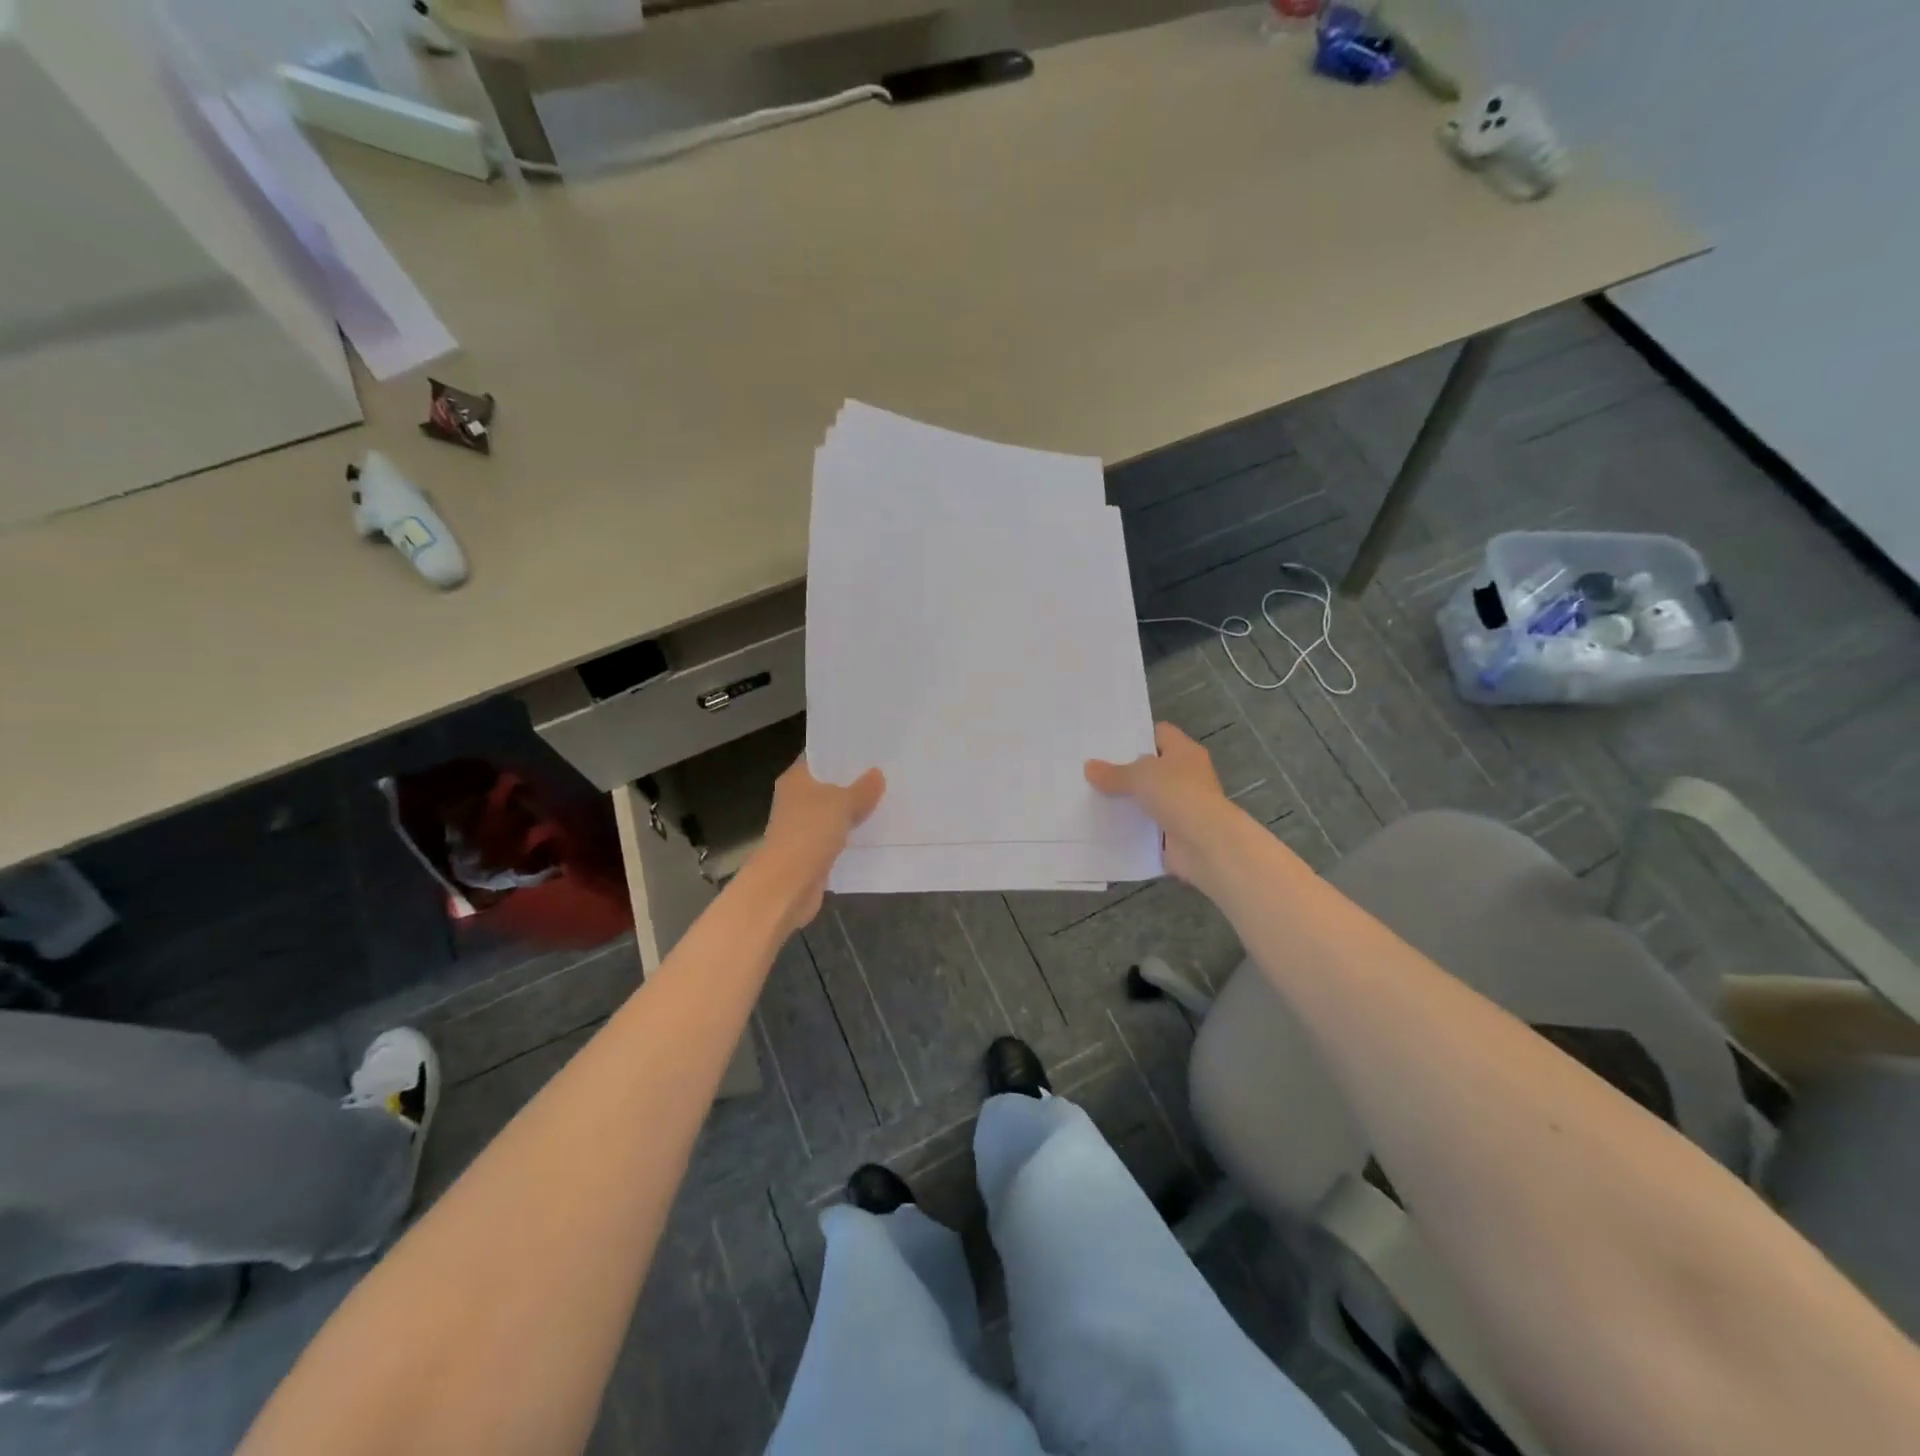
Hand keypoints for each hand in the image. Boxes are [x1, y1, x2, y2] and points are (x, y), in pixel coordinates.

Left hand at [757, 758, 884, 929]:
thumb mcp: (842, 804)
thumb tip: (877, 774)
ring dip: (854, 810)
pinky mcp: (811, 851)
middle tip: (886, 772)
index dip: (841, 752)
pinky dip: (851, 834)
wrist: (787, 884)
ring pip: (833, 812)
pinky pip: (836, 836)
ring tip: (886, 799)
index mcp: (795, 779)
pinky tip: (876, 830)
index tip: (869, 748)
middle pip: (827, 784)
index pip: (818, 756)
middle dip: (853, 781)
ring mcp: (802, 827)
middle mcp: (795, 799)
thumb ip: (863, 789)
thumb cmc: (809, 832)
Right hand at [1086, 723, 1238, 887]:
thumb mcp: (1140, 776)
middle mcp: (1187, 775)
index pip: (1160, 733)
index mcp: (1184, 752)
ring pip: (1148, 797)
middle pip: (1152, 767)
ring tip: (1091, 795)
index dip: (1136, 735)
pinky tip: (1105, 824)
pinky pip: (1147, 824)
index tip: (1107, 742)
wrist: (1205, 843)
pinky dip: (1132, 826)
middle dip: (1125, 769)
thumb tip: (1089, 767)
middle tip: (1092, 769)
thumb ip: (1114, 773)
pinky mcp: (1175, 832)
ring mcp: (1182, 805)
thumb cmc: (1178, 794)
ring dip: (1128, 800)